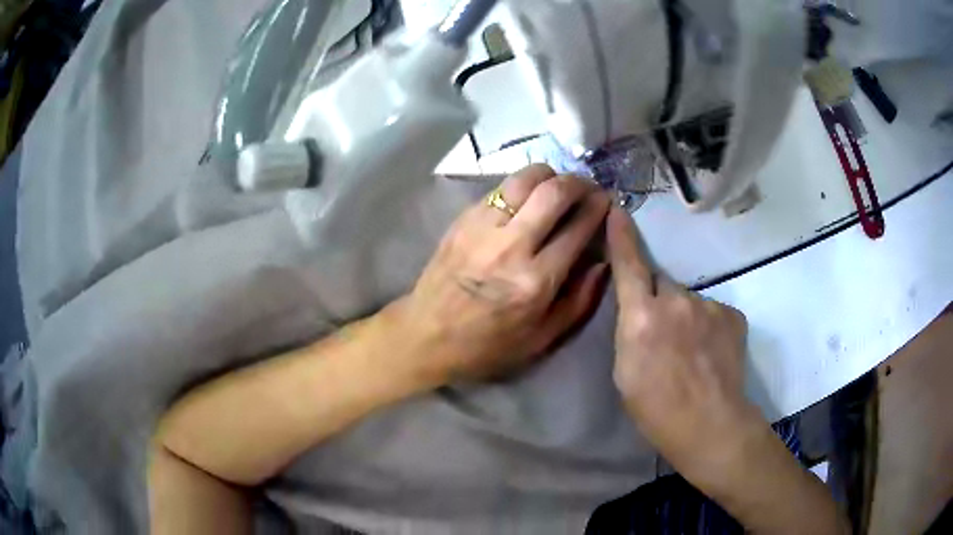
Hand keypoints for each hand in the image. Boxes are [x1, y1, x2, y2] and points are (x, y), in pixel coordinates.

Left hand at [397, 164, 610, 382]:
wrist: (426, 335)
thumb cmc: (488, 345)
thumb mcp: (542, 339)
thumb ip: (580, 300)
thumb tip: (602, 261)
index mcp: (535, 281)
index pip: (578, 228)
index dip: (598, 208)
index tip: (606, 201)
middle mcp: (511, 246)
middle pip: (553, 191)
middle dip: (579, 182)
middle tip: (586, 188)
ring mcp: (482, 228)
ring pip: (524, 179)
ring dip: (549, 176)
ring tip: (557, 186)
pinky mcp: (462, 219)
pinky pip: (499, 188)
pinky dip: (520, 186)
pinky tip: (525, 199)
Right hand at [605, 207, 757, 483]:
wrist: (710, 425)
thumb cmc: (656, 409)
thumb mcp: (624, 371)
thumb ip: (630, 329)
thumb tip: (639, 309)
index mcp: (642, 317)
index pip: (629, 265)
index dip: (621, 236)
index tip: (617, 209)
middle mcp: (676, 301)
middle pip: (661, 285)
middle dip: (657, 301)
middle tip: (661, 336)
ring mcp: (709, 305)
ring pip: (688, 301)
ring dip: (684, 317)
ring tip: (690, 352)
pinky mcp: (732, 314)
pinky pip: (711, 312)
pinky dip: (708, 327)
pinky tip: (710, 354)